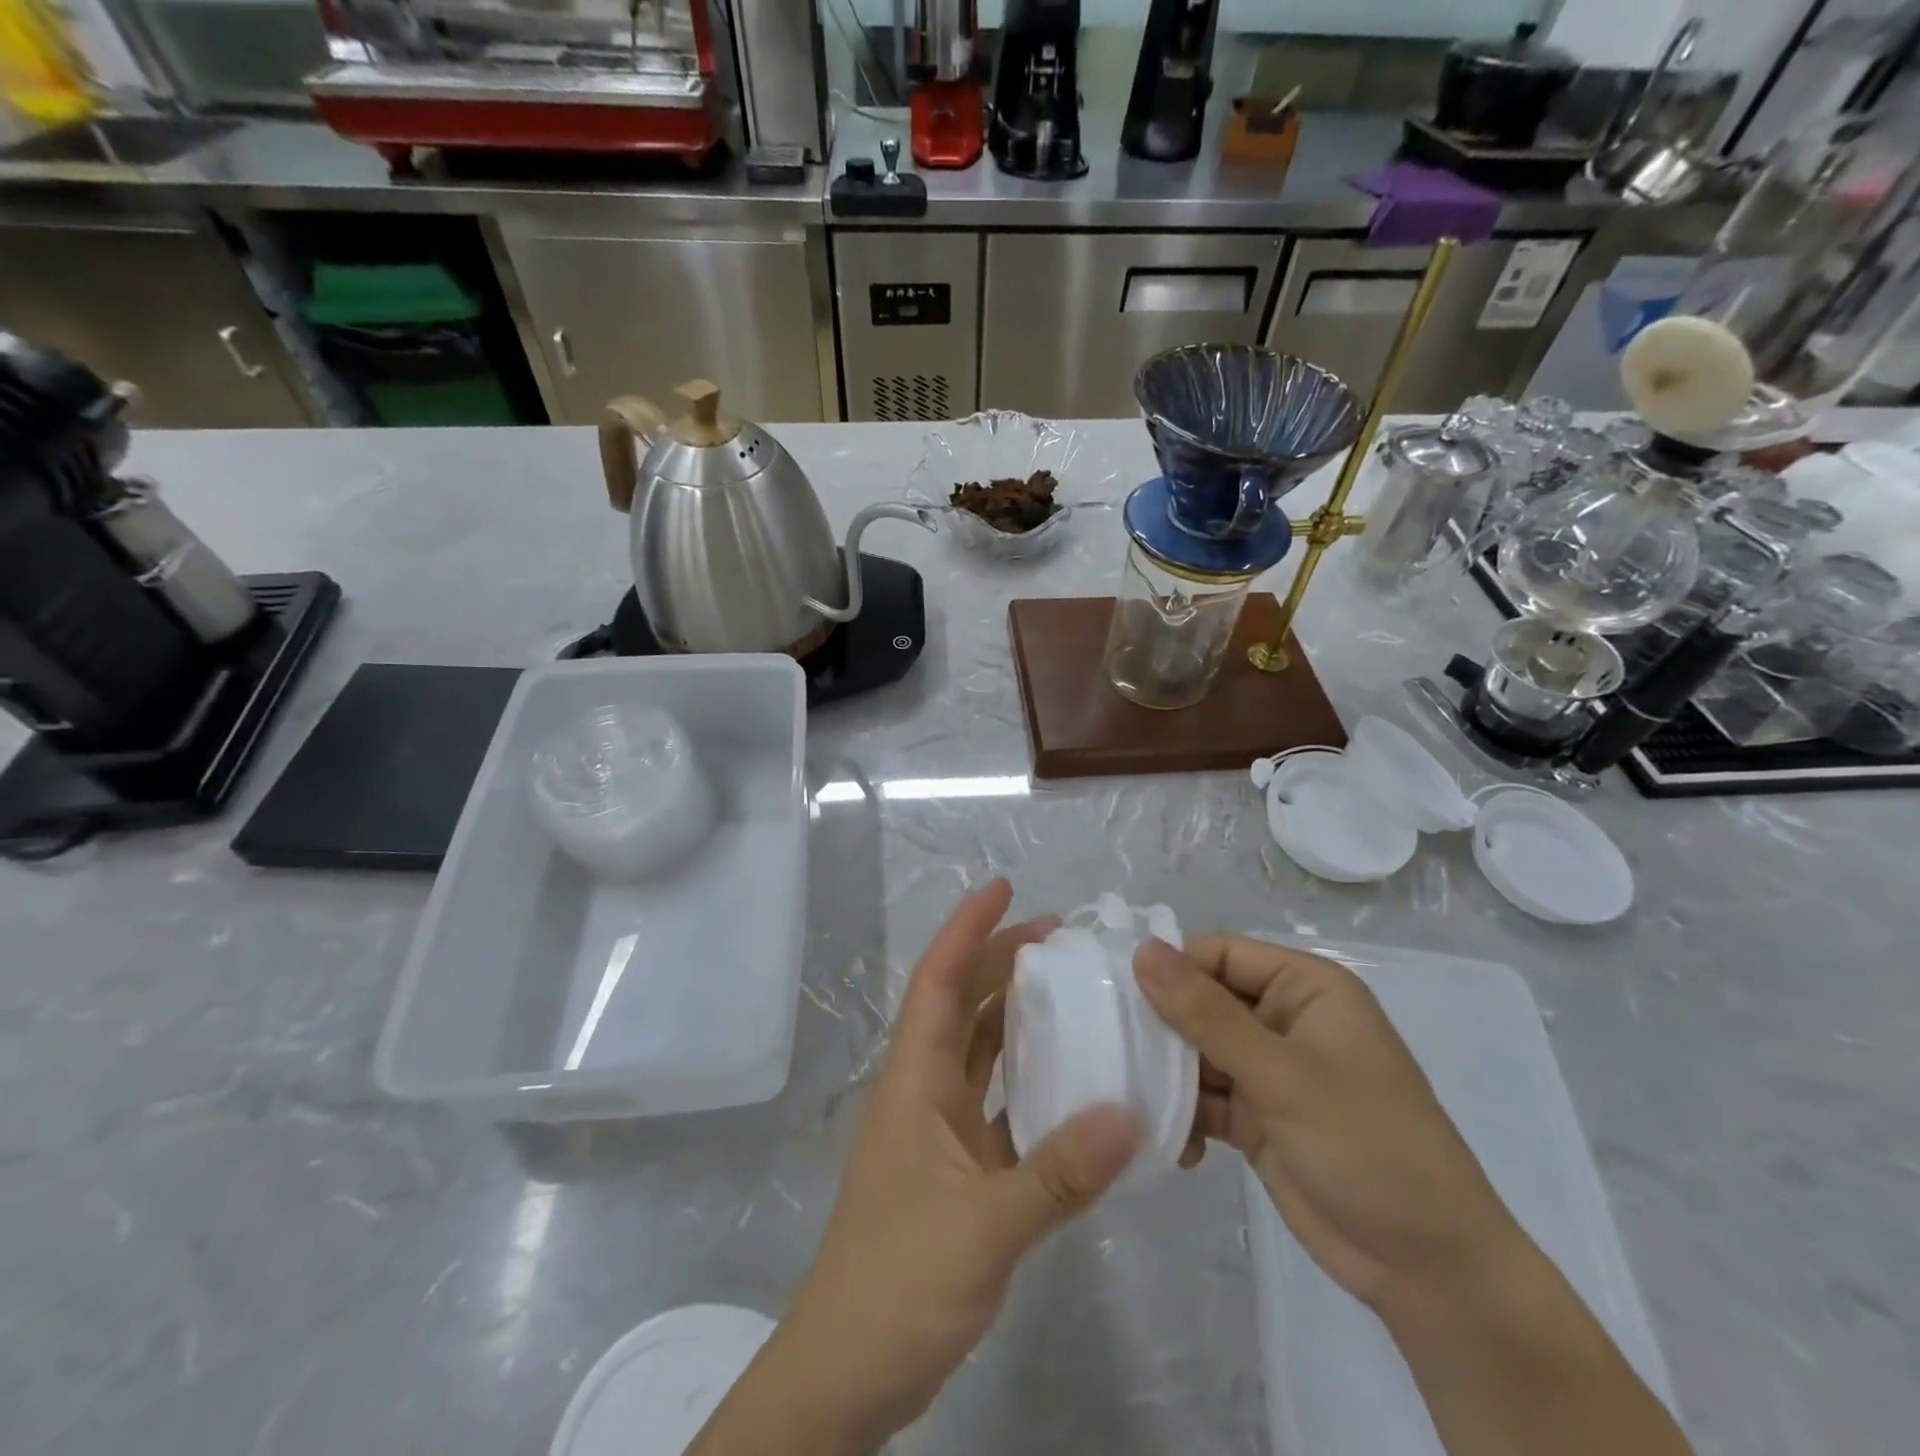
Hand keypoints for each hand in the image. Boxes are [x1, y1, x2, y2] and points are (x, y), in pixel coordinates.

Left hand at [718, 882, 1139, 1453]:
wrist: (848, 1372)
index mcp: (913, 1081)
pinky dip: (1032, 1080)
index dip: (967, 929)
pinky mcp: (960, 1169)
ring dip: (1018, 1015)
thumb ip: (1057, 1174)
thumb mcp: (982, 1229)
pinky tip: (1074, 1080)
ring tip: (1071, 989)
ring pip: (981, 1051)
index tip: (1004, 887)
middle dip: (1002, 960)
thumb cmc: (897, 1284)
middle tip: (1061, 936)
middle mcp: (924, 1091)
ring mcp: (940, 1131)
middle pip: (963, 1004)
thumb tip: (1129, 1114)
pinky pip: (1000, 1103)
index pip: (939, 982)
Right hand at [1133, 935, 1525, 1311]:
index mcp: (1304, 987)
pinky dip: (1185, 1115)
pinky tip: (1175, 1145)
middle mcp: (1283, 1018)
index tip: (1113, 995)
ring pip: (1196, 1051)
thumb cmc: (1370, 1148)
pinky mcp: (1257, 1116)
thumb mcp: (1284, 1076)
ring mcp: (1269, 1069)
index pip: (1218, 954)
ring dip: (1168, 1074)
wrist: (1433, 1272)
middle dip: (1161, 1026)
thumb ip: (1208, 1014)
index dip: (1168, 968)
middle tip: (1112, 1050)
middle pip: (1201, 1000)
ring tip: (1132, 1099)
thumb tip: (1143, 950)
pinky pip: (1205, 1098)